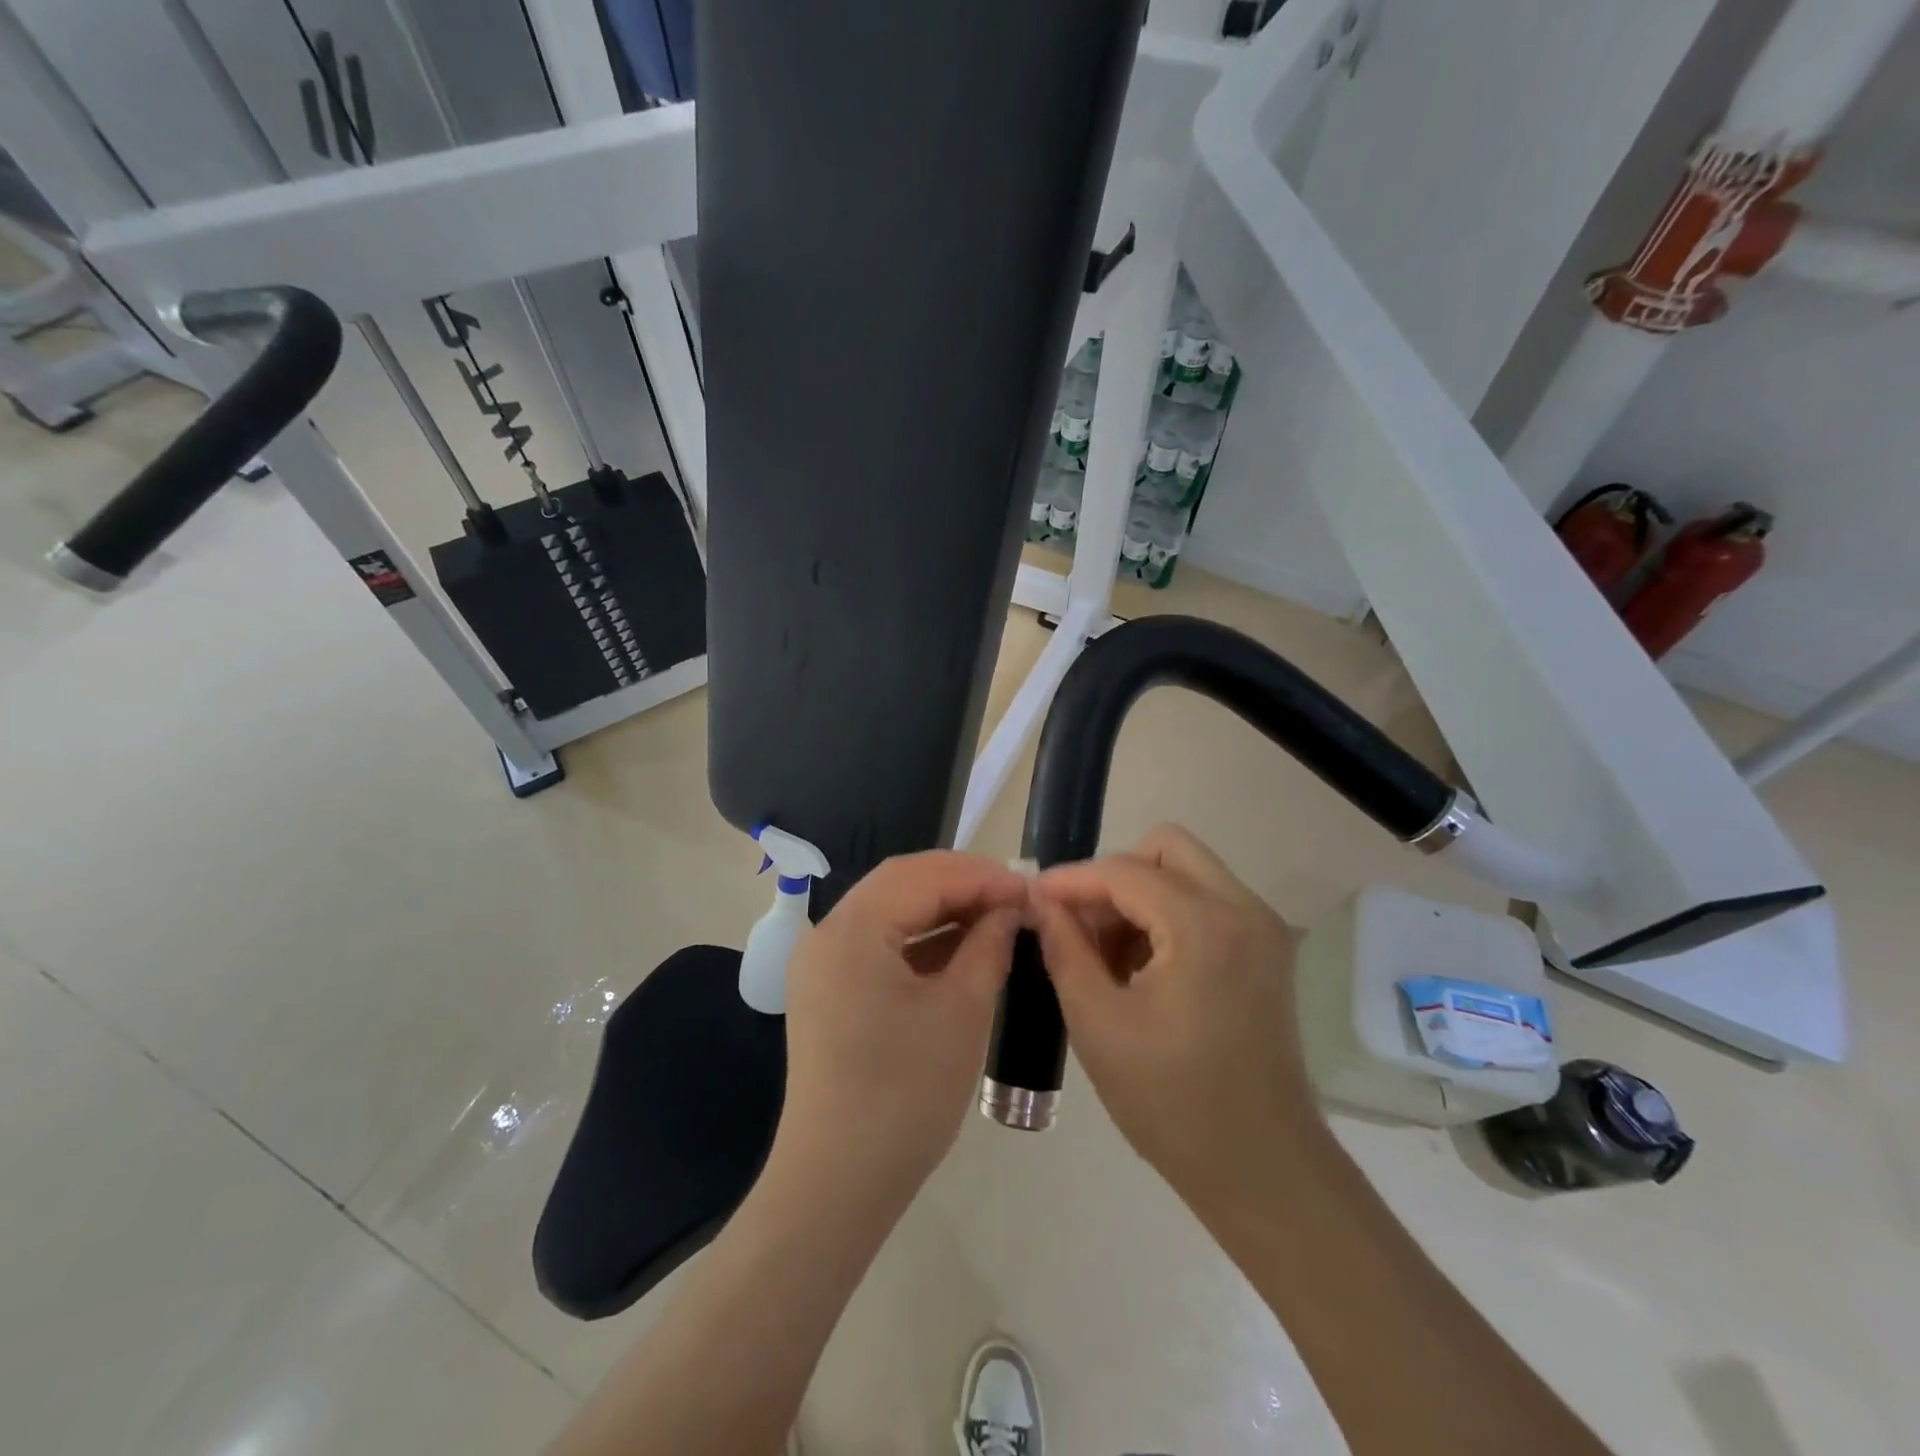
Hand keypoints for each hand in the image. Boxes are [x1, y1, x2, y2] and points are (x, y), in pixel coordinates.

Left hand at [770, 851, 1027, 1209]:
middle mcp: (827, 933)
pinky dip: (919, 940)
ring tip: (994, 920)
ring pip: (889, 911)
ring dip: (941, 909)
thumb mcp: (962, 1012)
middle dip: (961, 884)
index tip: (1030, 889)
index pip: (923, 875)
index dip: (981, 876)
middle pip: (901, 884)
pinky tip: (958, 951)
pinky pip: (878, 944)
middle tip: (1014, 900)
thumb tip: (1010, 909)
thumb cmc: (905, 1095)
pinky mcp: (826, 991)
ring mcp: (821, 963)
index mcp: (852, 928)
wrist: (837, 1185)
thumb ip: (988, 946)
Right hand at [1031, 825, 1323, 1212]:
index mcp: (1204, 926)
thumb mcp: (1098, 1022)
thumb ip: (1064, 948)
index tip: (1034, 899)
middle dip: (1113, 876)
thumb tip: (1041, 901)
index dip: (1072, 879)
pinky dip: (1167, 916)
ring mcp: (1263, 928)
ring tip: (1105, 954)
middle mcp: (1244, 909)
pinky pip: (1207, 902)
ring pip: (1187, 872)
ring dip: (1139, 896)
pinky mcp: (1267, 950)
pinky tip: (1140, 967)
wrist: (1262, 1170)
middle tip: (1080, 923)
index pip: (1123, 871)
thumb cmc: (1172, 1103)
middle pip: (1166, 848)